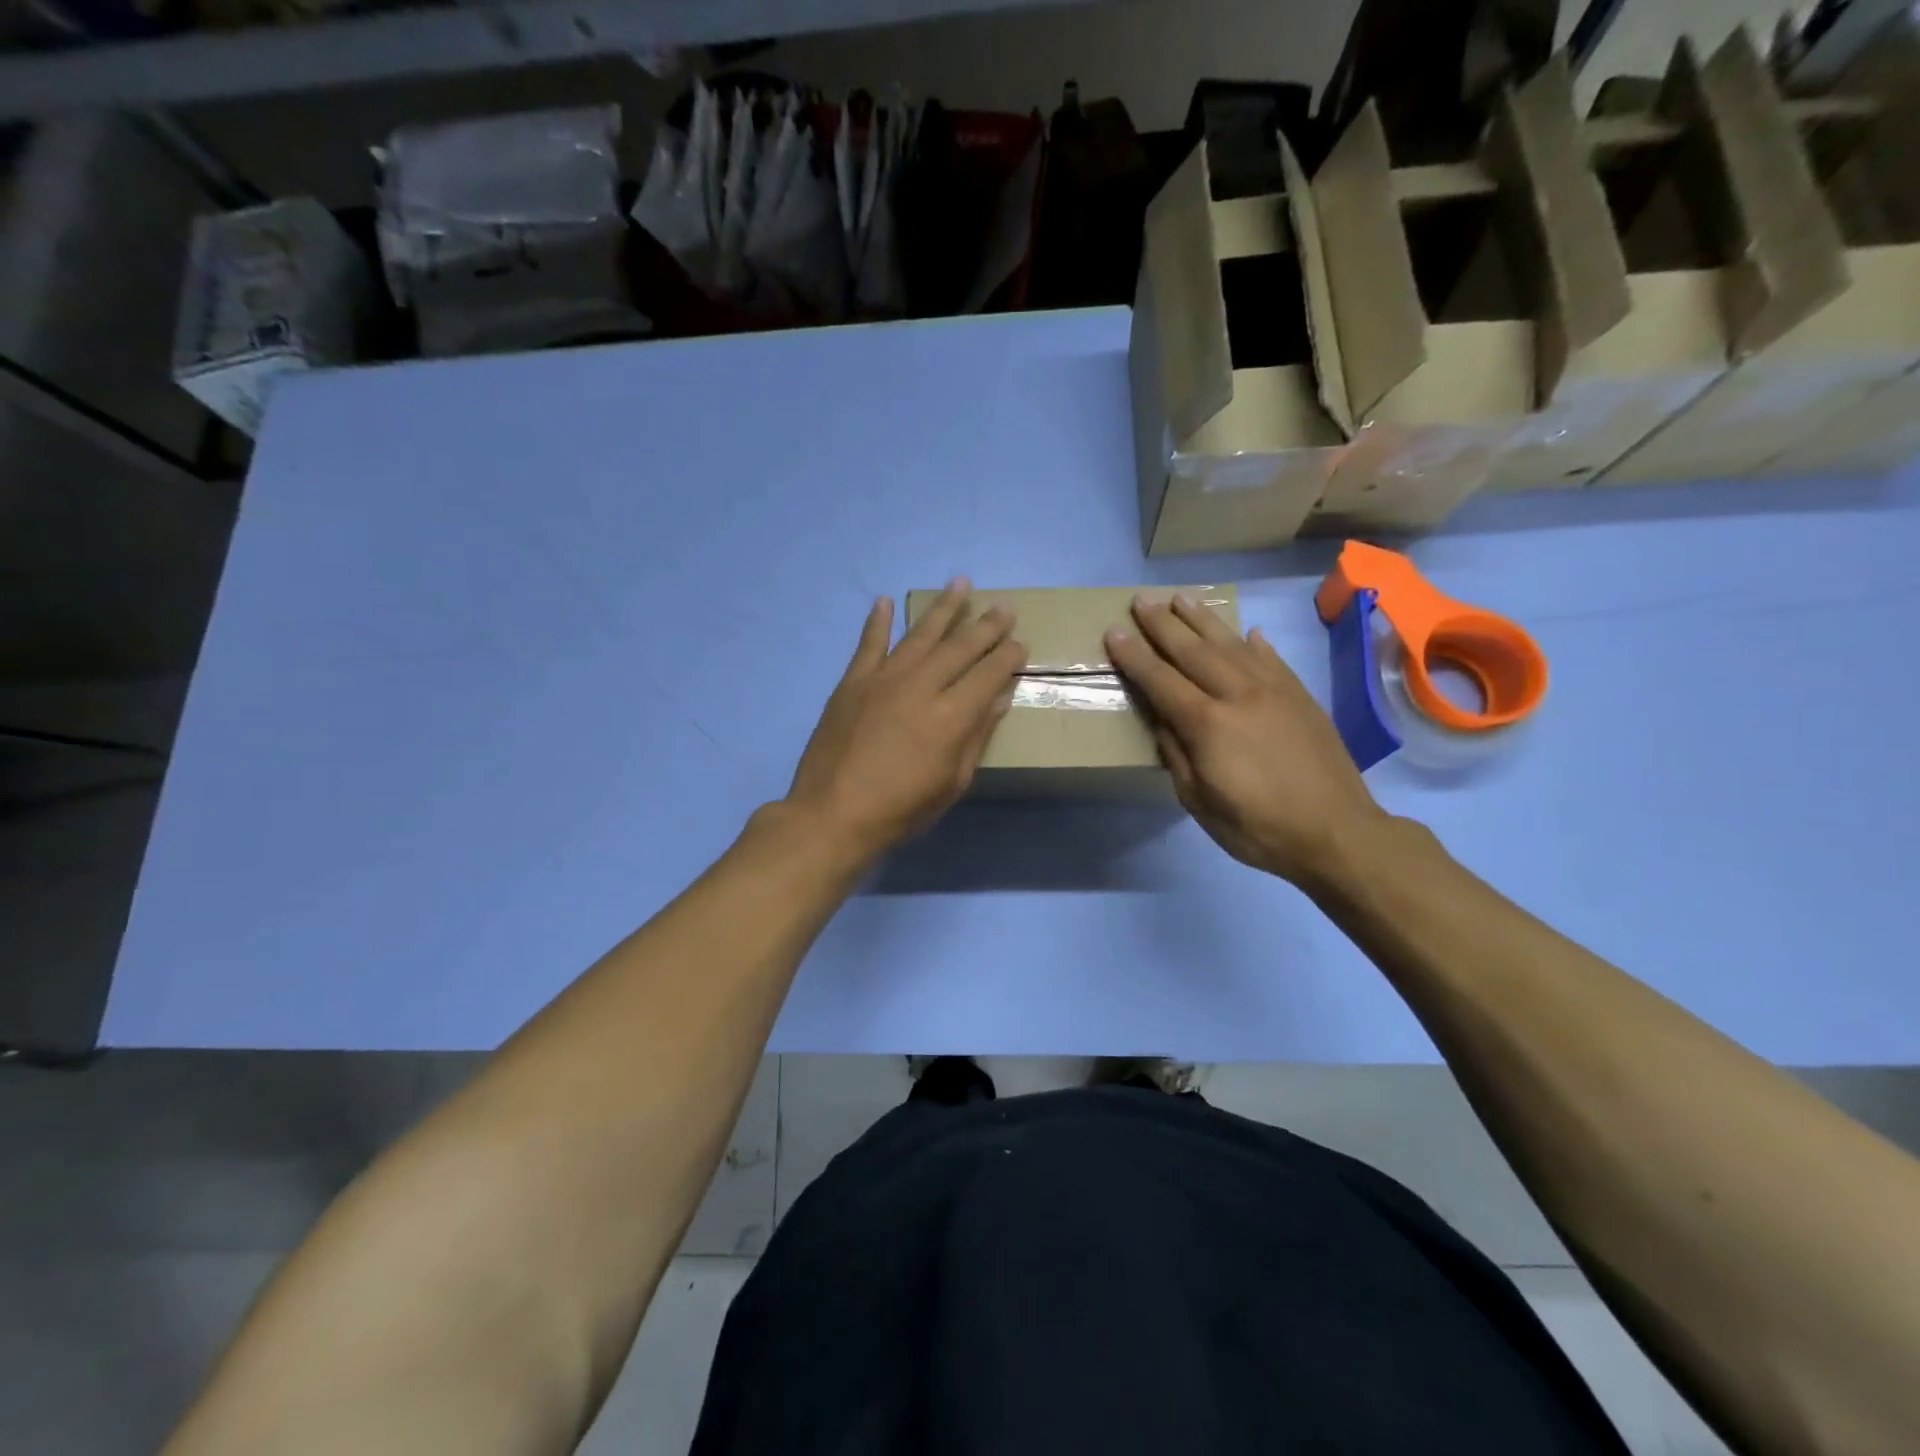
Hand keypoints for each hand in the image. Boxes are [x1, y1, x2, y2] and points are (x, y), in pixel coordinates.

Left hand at [786, 579, 1025, 862]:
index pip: (988, 674)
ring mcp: (883, 679)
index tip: (1020, 642)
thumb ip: (976, 737)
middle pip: (960, 647)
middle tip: (1004, 607)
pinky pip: (868, 643)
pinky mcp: (852, 682)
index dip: (1008, 656)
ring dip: (942, 608)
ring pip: (920, 634)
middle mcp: (921, 686)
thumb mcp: (951, 783)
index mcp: (951, 716)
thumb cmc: (901, 809)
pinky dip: (877, 621)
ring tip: (960, 583)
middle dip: (986, 625)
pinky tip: (885, 601)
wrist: (832, 814)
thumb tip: (998, 699)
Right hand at [1104, 594, 1385, 887]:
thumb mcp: (1198, 801)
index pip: (1161, 680)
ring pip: (1231, 644)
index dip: (1135, 656)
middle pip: (1193, 651)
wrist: (1337, 833)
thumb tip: (1161, 718)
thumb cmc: (1257, 827)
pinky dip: (1255, 643)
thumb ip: (1176, 754)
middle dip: (1162, 624)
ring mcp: (1274, 691)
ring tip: (1181, 598)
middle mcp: (1238, 695)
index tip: (1114, 631)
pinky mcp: (1301, 697)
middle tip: (1141, 600)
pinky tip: (1246, 632)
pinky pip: (1272, 660)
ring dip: (1203, 620)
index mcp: (1207, 724)